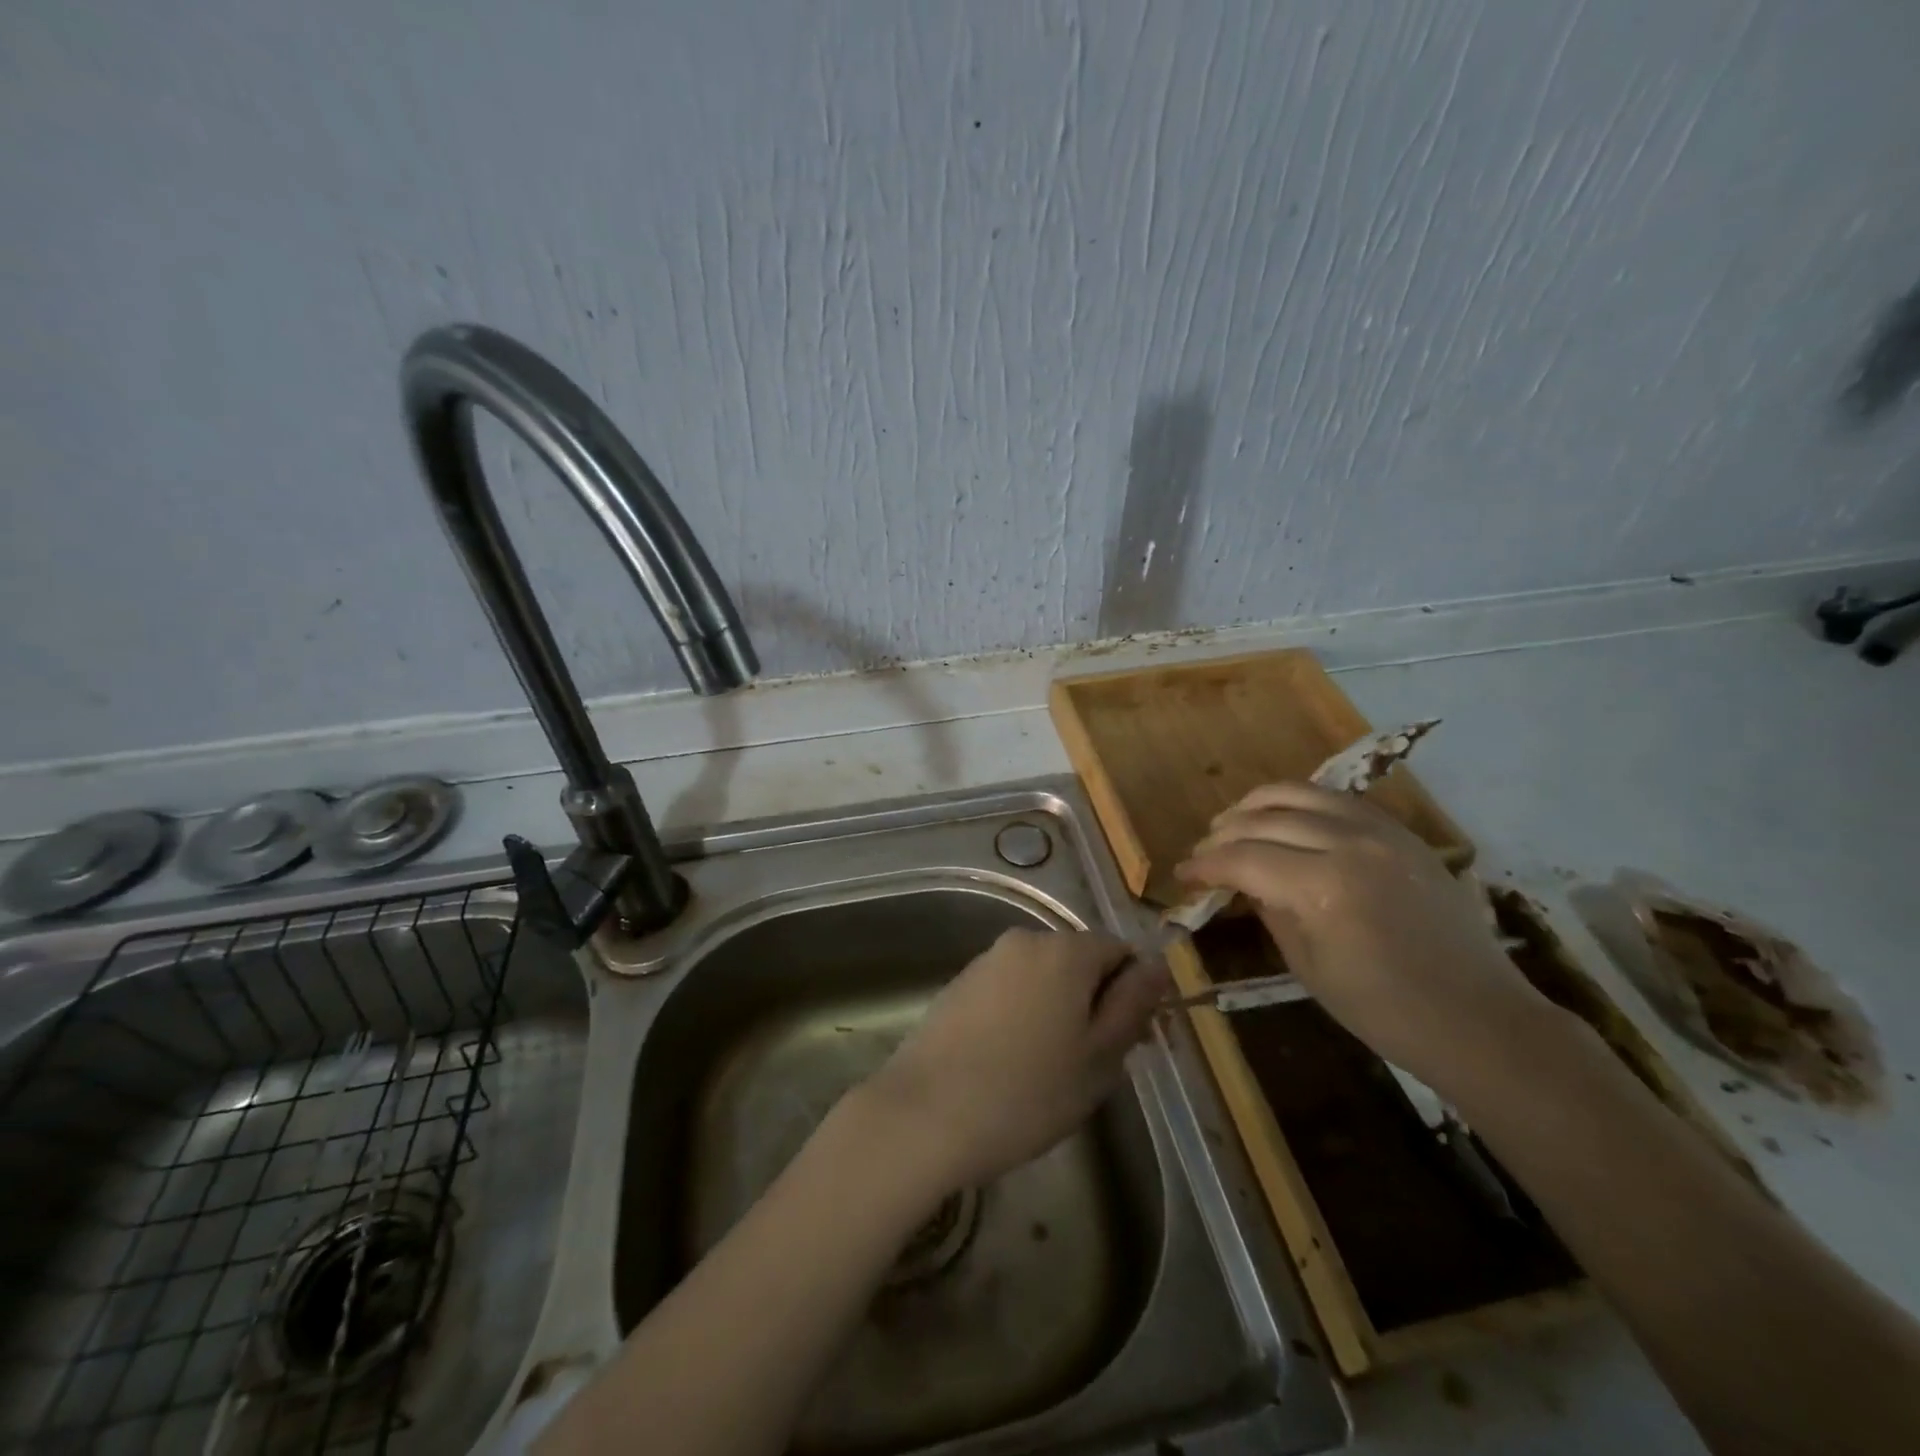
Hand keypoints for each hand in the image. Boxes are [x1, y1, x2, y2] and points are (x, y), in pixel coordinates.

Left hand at [860, 927, 1168, 1191]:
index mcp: (1065, 950)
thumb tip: (1156, 965)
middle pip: (1079, 962)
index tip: (1130, 1043)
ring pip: (1043, 979)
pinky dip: (1022, 1016)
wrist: (924, 1114)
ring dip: (1058, 1012)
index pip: (1120, 951)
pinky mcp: (959, 984)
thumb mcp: (1099, 1057)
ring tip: (1049, 1072)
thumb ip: (1132, 1004)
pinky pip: (1010, 991)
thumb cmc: (1027, 1092)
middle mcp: (1024, 941)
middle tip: (1092, 1066)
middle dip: (1094, 1004)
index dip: (1133, 994)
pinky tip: (1010, 1064)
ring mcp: (987, 961)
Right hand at [1177, 782, 1553, 1092]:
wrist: (1478, 1019)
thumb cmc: (1384, 1010)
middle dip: (1223, 834)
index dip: (1205, 865)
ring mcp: (1381, 833)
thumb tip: (1241, 883)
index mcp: (1322, 887)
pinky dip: (1302, 803)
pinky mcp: (1402, 834)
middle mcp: (1350, 845)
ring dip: (1257, 804)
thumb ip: (1269, 911)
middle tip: (1203, 852)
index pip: (1243, 859)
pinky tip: (1286, 819)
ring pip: (1301, 793)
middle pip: (1265, 819)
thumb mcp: (1308, 967)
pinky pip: (1339, 801)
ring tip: (1234, 821)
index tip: (1183, 874)